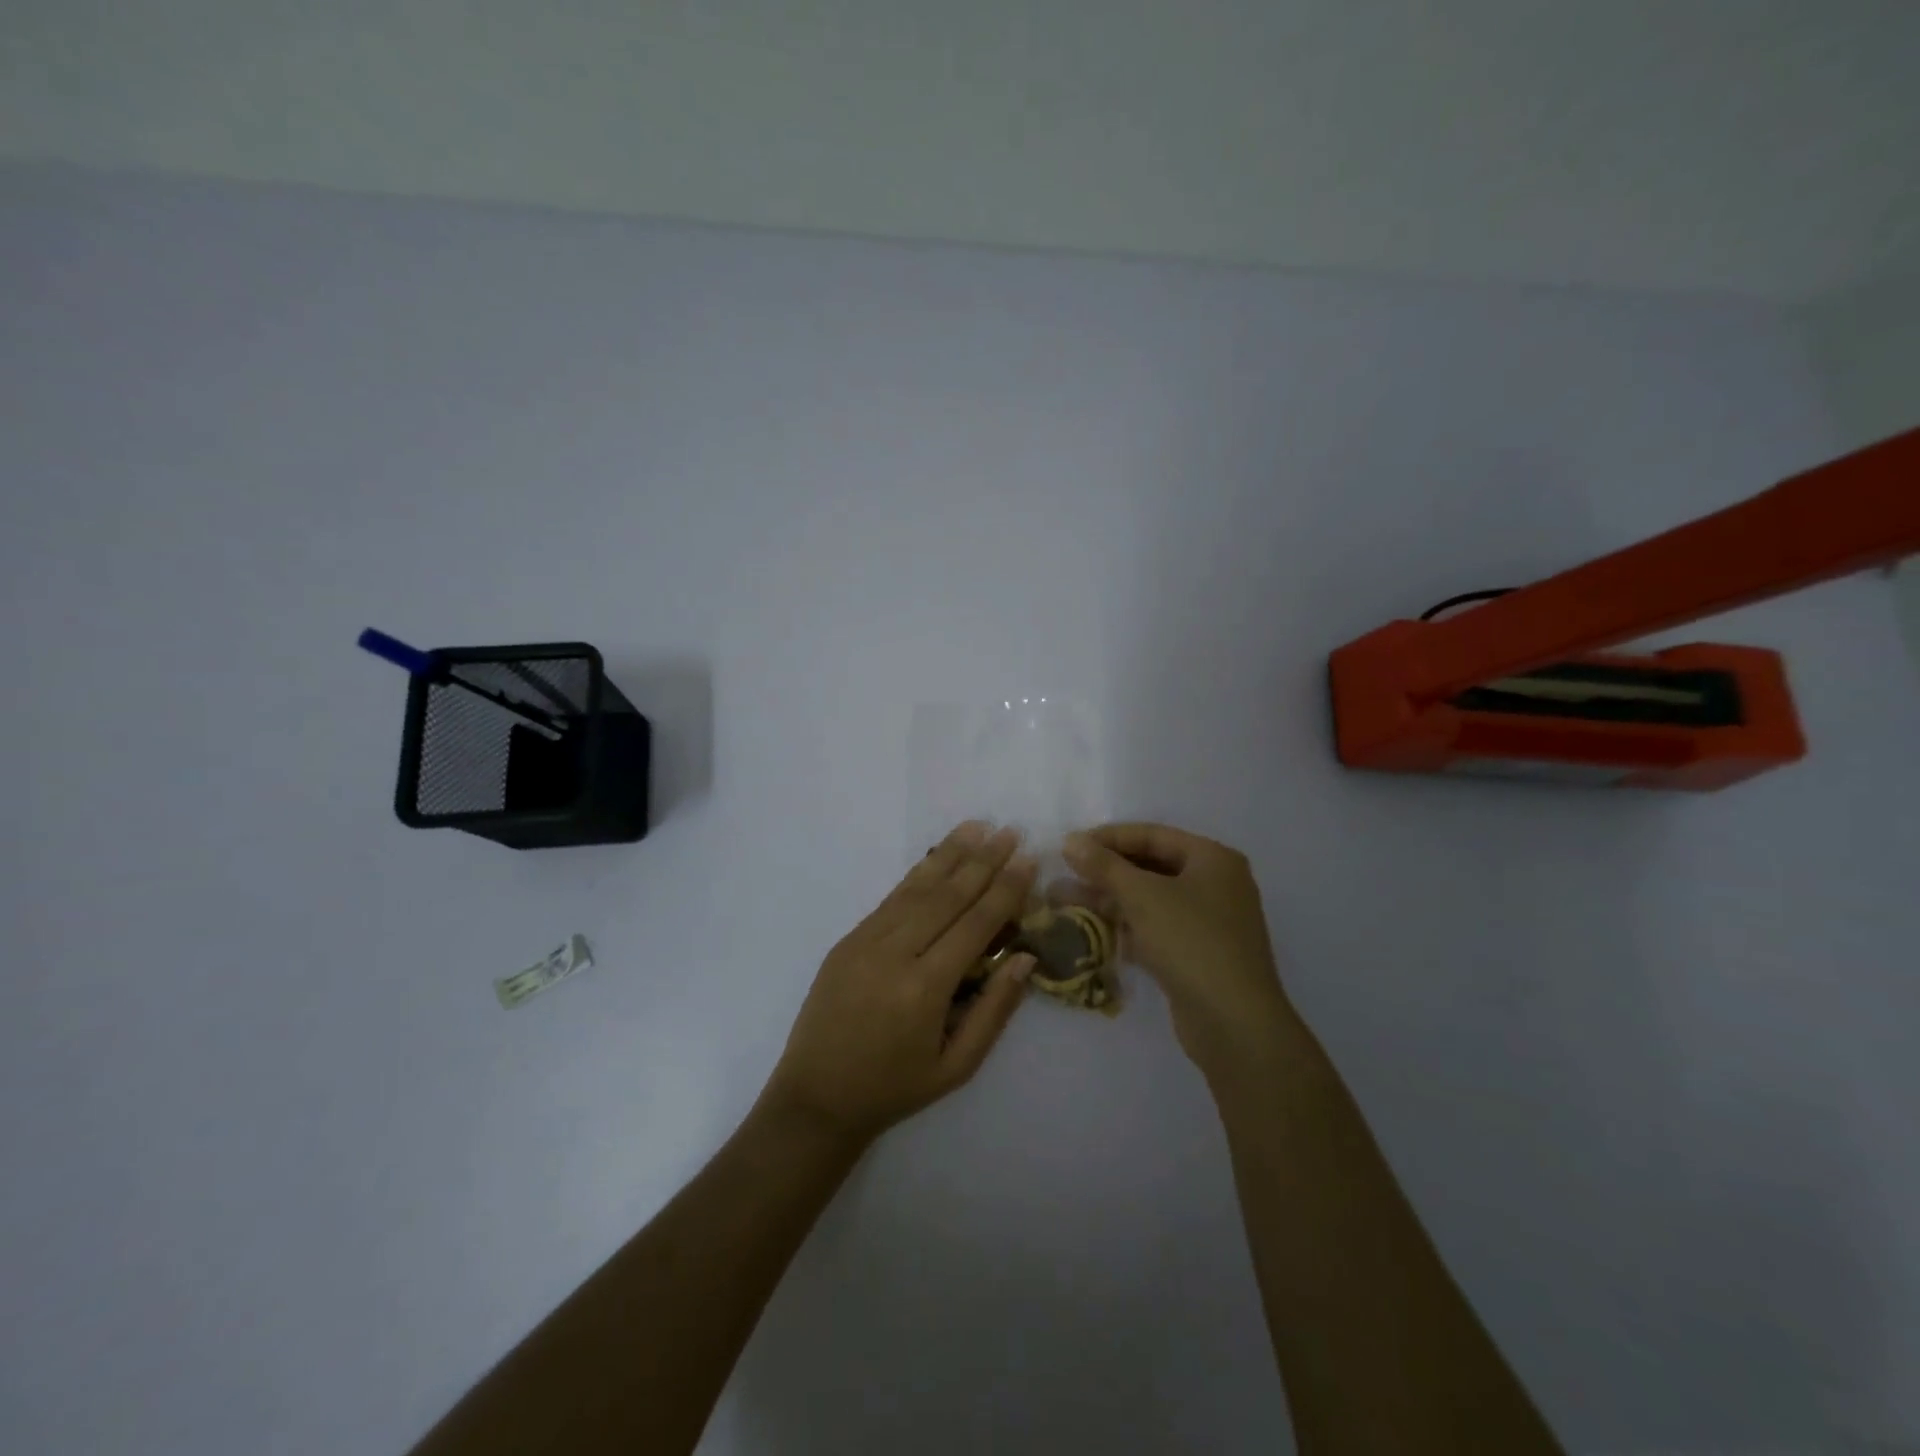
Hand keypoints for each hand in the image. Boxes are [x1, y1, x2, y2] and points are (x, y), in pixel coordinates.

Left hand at [762, 823, 1037, 1145]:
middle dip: (983, 862)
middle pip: (947, 897)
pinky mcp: (848, 939)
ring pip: (916, 888)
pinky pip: (890, 899)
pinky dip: (918, 874)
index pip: (974, 925)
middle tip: (1011, 832)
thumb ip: (994, 1010)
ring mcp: (865, 941)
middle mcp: (894, 954)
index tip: (1028, 860)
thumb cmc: (894, 1088)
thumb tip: (1025, 958)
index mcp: (924, 989)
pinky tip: (937, 857)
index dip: (1004, 890)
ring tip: (977, 828)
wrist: (816, 1097)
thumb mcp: (956, 1066)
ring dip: (950, 855)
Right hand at [1063, 823, 1296, 1075]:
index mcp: (1212, 858)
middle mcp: (1215, 884)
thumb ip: (1104, 865)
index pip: (1152, 835)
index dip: (1108, 837)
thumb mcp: (1142, 896)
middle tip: (1065, 873)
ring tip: (1065, 900)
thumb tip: (1071, 840)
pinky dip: (1127, 926)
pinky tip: (1092, 930)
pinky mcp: (1198, 954)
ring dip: (1110, 899)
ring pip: (1151, 899)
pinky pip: (1156, 928)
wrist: (1234, 1023)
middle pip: (1151, 866)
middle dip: (1106, 871)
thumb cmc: (1191, 942)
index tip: (1069, 846)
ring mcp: (1209, 921)